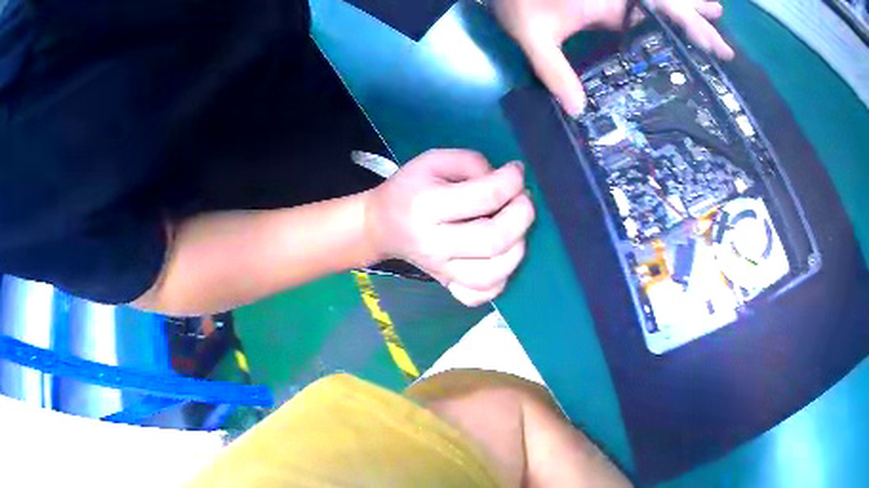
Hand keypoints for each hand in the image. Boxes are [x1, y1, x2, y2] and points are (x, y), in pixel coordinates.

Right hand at [364, 149, 534, 305]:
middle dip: (522, 215)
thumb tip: (505, 182)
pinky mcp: (447, 286)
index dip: (511, 181)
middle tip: (523, 199)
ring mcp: (442, 272)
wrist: (382, 226)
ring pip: (493, 274)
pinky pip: (480, 296)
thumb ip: (472, 163)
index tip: (516, 170)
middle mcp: (435, 244)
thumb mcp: (433, 160)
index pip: (485, 197)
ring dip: (517, 248)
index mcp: (427, 207)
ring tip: (517, 228)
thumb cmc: (410, 189)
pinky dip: (501, 280)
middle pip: (494, 240)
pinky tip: (500, 258)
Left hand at [493, 0, 734, 115]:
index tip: (717, 45)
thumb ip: (553, 68)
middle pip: (668, 2)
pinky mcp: (604, 0)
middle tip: (725, 38)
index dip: (691, 25)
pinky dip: (663, 10)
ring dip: (687, 5)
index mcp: (609, 0)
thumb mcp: (532, 35)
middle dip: (698, 16)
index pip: (662, 9)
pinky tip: (674, 18)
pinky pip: (641, 5)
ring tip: (717, 12)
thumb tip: (579, 111)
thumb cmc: (514, 1)